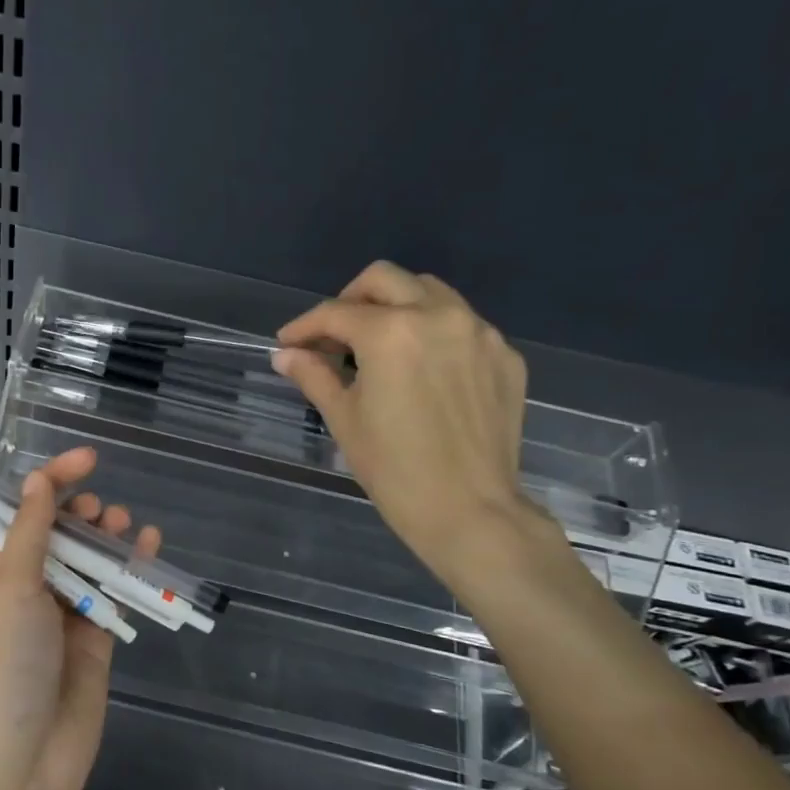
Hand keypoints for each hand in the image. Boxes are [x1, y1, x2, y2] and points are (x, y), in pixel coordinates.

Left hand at [0, 448, 160, 789]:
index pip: (23, 515)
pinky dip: (132, 569)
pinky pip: (115, 594)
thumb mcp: (11, 593)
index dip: (51, 482)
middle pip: (60, 536)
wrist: (24, 763)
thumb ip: (30, 536)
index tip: (86, 460)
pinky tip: (149, 547)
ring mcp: (65, 616)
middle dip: (80, 513)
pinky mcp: (96, 640)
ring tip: (124, 525)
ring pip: (91, 562)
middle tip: (100, 513)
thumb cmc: (6, 669)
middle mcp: (30, 590)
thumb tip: (36, 481)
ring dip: (108, 538)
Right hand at [272, 262, 540, 583]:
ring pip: (429, 292)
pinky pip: (462, 324)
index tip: (287, 343)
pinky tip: (421, 369)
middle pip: (384, 280)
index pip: (336, 313)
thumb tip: (285, 355)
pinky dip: (433, 332)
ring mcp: (479, 333)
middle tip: (333, 335)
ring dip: (395, 306)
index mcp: (391, 333)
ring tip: (377, 345)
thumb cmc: (394, 469)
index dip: (304, 326)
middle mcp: (439, 316)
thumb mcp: (344, 419)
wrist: (469, 509)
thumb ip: (314, 376)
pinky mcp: (504, 355)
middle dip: (350, 300)